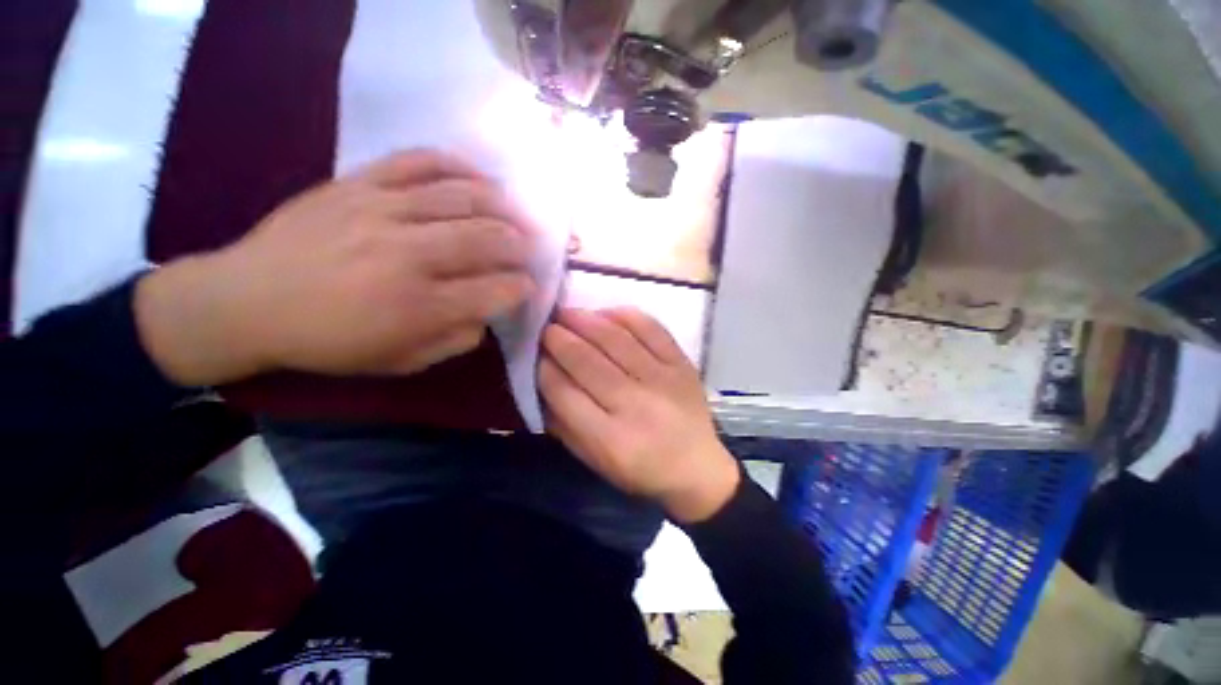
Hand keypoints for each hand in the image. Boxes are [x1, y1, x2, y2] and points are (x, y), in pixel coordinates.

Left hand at [135, 150, 536, 385]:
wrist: (245, 300)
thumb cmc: (328, 342)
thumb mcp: (401, 362)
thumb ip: (454, 340)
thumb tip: (486, 314)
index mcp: (420, 305)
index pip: (496, 290)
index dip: (522, 288)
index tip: (530, 288)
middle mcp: (409, 254)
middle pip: (487, 239)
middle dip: (520, 246)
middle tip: (530, 251)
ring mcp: (383, 211)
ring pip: (462, 198)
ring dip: (502, 207)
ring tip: (515, 215)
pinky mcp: (358, 183)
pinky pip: (418, 162)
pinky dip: (456, 165)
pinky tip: (478, 177)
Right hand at [539, 308, 739, 522]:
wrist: (698, 468)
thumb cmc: (640, 469)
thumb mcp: (594, 461)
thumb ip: (564, 425)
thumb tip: (543, 380)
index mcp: (609, 439)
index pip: (563, 392)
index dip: (543, 367)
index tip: (534, 353)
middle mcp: (635, 405)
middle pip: (587, 361)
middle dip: (559, 338)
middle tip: (546, 325)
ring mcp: (662, 380)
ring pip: (616, 340)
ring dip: (586, 320)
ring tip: (568, 313)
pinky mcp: (681, 364)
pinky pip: (651, 329)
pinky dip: (625, 316)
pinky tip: (606, 313)